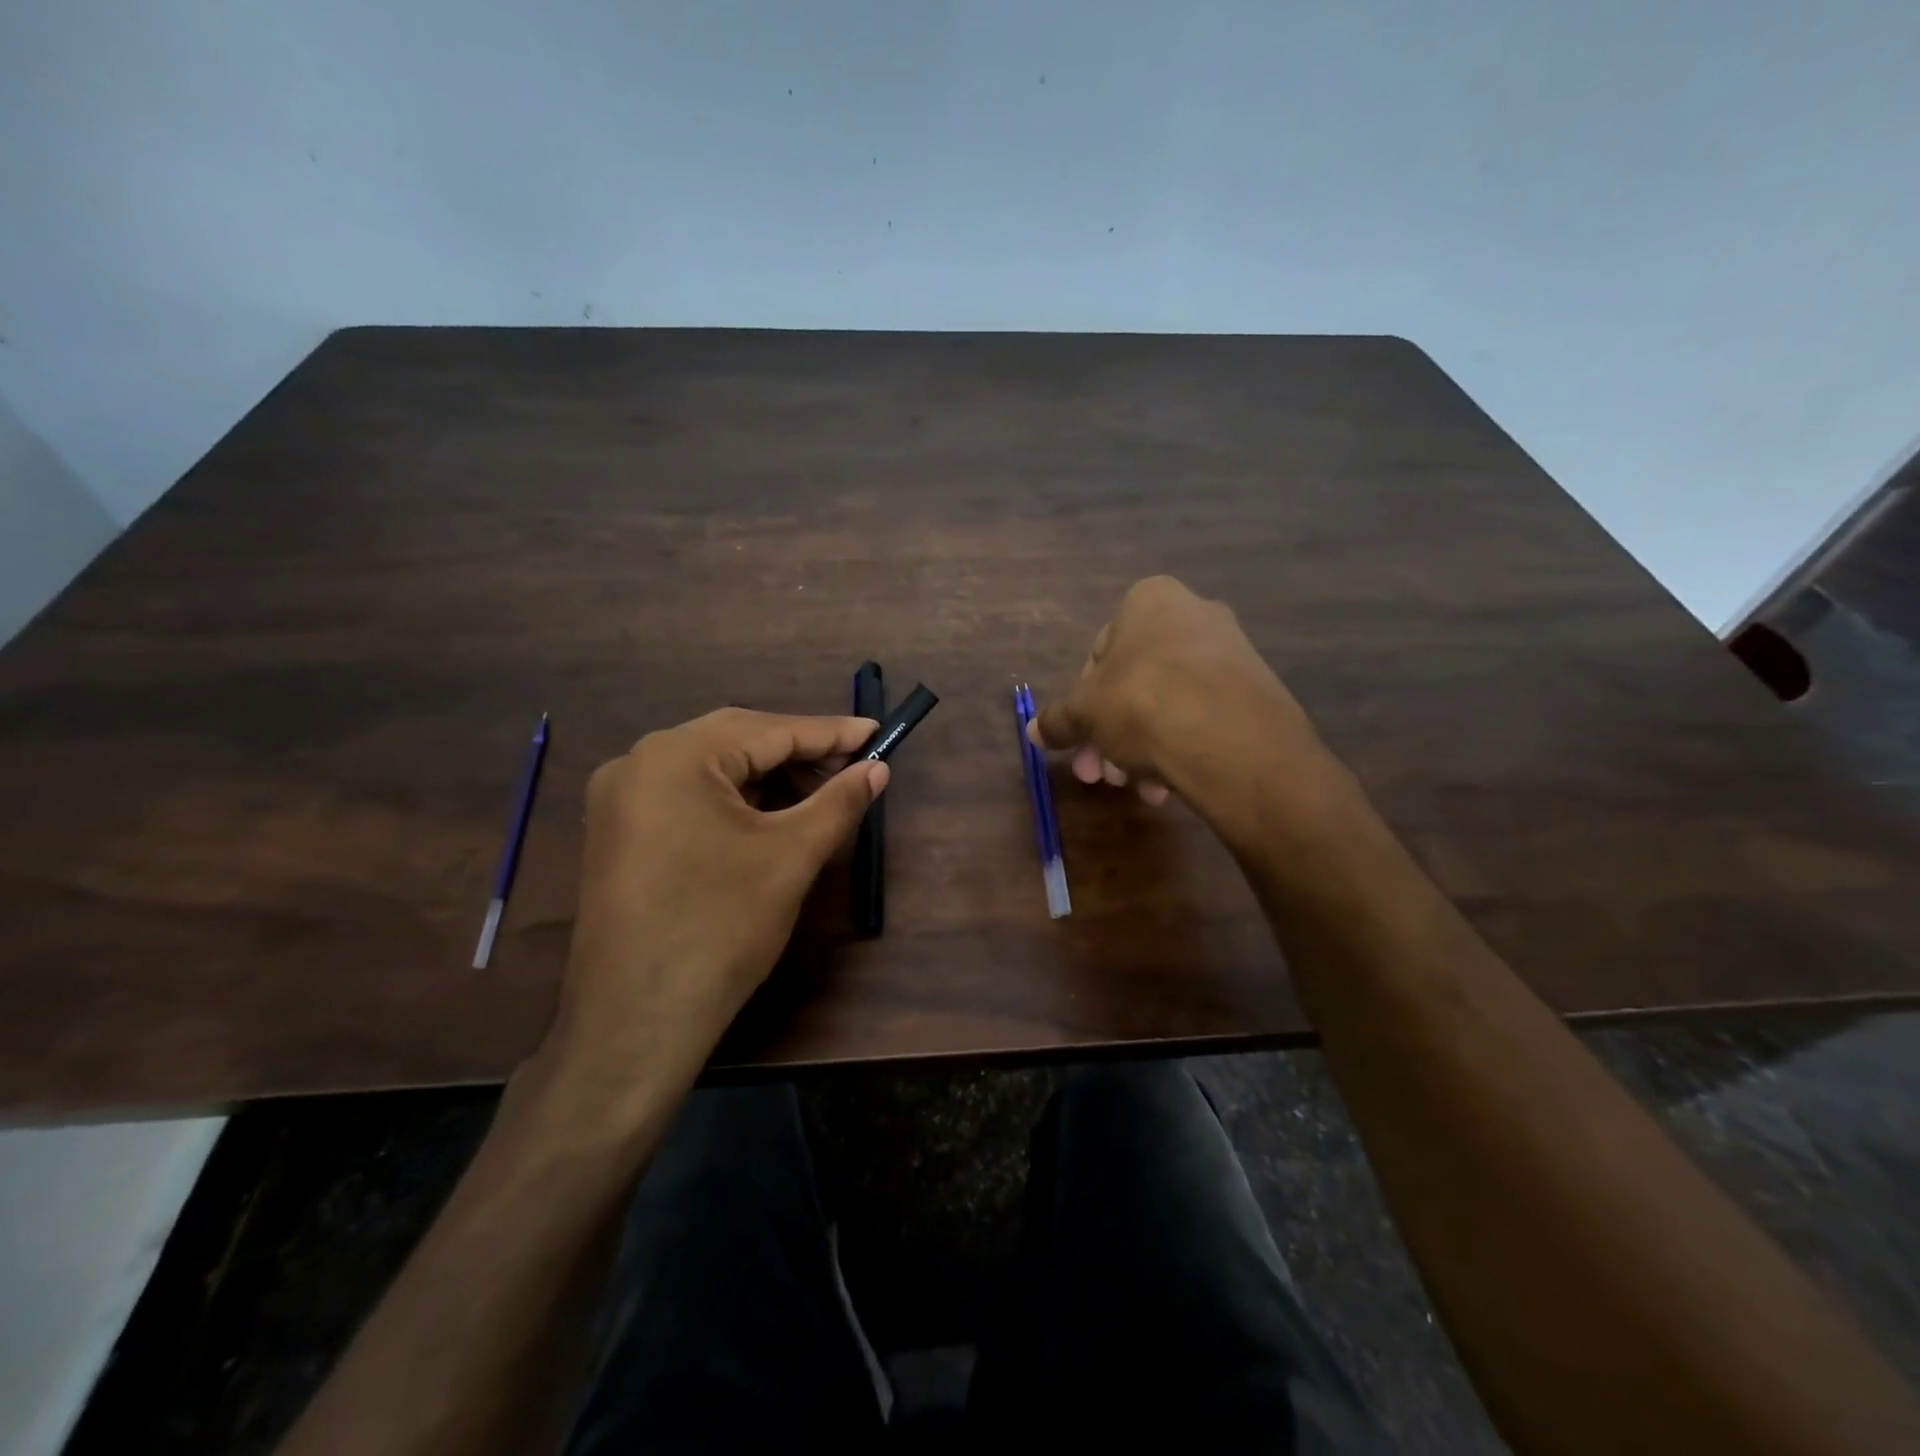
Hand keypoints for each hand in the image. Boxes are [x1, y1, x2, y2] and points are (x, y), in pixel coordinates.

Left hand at [535, 709, 886, 1114]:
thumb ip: (839, 801)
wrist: (637, 1022)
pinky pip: (688, 795)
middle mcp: (639, 762)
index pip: (770, 730)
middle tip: (854, 766)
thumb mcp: (791, 856)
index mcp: (676, 756)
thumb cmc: (721, 928)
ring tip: (818, 796)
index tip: (877, 732)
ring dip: (768, 777)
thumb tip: (879, 768)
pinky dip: (734, 799)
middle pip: (737, 740)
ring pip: (712, 768)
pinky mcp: (619, 831)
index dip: (831, 732)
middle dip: (799, 754)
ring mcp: (621, 798)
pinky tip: (769, 818)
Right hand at [1028, 575, 1333, 825]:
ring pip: (1168, 704)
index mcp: (1149, 601)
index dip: (1083, 703)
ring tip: (1136, 788)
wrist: (1232, 741)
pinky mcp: (1256, 691)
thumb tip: (1034, 731)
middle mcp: (1194, 614)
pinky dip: (1180, 748)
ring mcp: (1231, 652)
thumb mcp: (1085, 714)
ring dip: (1141, 748)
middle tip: (1100, 774)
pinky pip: (1202, 717)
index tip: (1080, 740)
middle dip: (1111, 734)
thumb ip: (1058, 720)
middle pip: (1134, 682)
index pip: (1099, 653)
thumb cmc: (1143, 704)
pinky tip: (1168, 787)